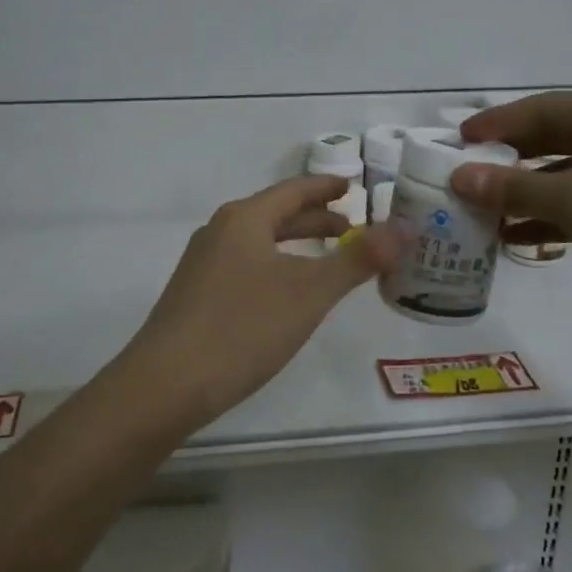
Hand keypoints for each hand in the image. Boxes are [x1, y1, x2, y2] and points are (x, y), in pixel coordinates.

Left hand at [124, 175, 404, 422]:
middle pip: (275, 215)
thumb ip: (358, 260)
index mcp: (244, 219)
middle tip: (351, 229)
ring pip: (258, 242)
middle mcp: (219, 233)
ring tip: (325, 260)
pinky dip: (274, 267)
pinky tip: (284, 295)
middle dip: (314, 220)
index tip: (351, 186)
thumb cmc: (243, 328)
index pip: (293, 191)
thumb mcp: (309, 292)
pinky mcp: (194, 296)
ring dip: (294, 245)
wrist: (166, 384)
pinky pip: (244, 266)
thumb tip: (405, 227)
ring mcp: (202, 265)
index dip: (325, 188)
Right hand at [452, 89, 571, 339]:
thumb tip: (458, 178)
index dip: (497, 125)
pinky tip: (518, 238)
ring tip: (483, 212)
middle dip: (510, 161)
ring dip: (528, 195)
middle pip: (556, 140)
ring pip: (571, 175)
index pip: (543, 109)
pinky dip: (555, 217)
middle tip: (466, 175)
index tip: (457, 140)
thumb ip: (512, 188)